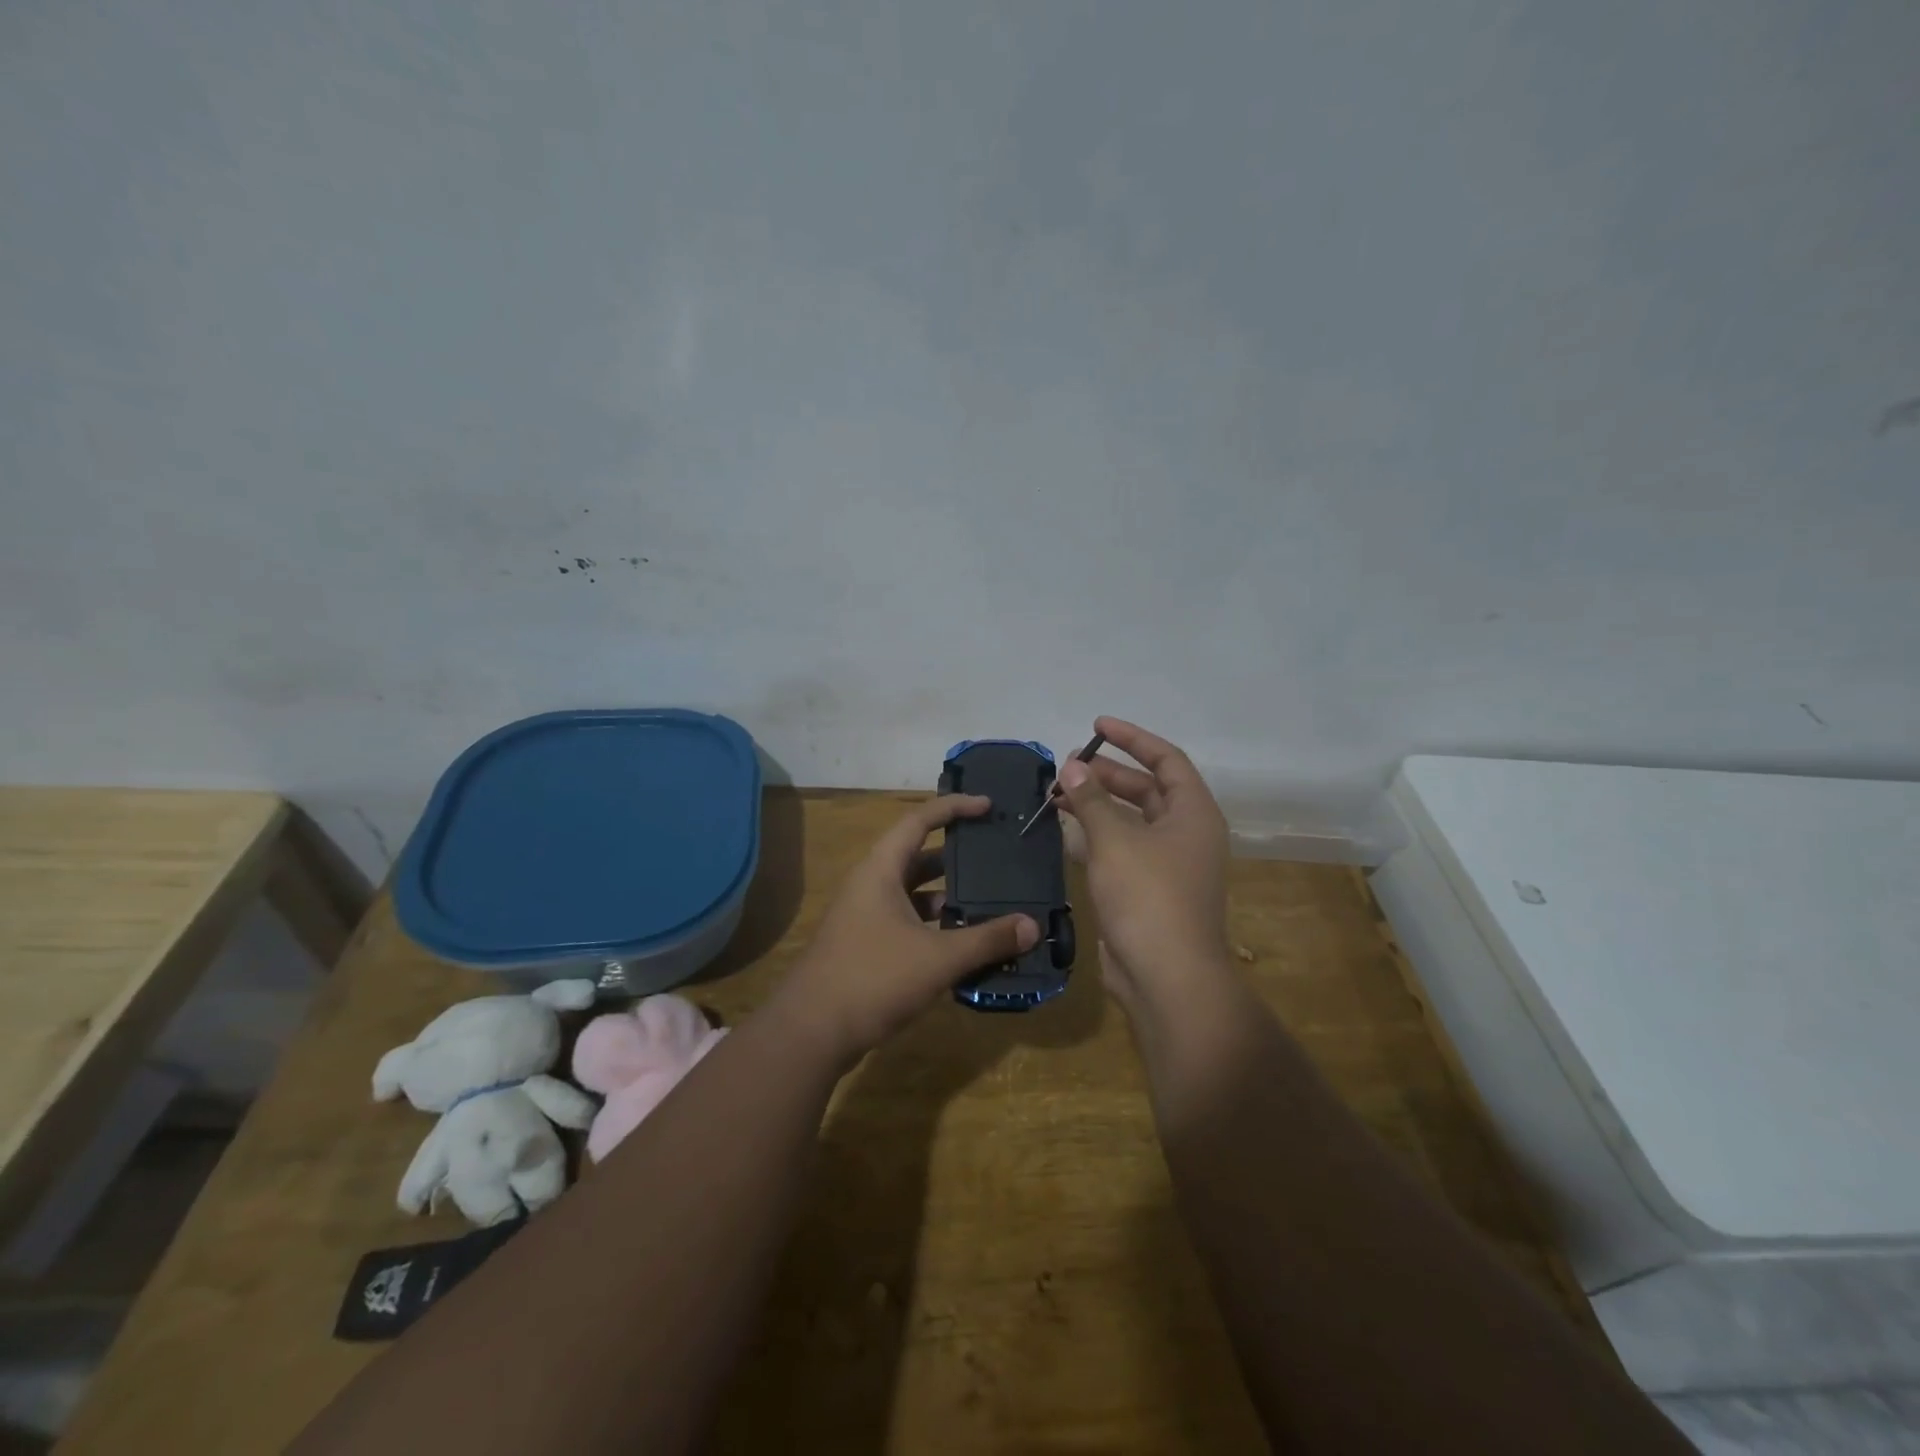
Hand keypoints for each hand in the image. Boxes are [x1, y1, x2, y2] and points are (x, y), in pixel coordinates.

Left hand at [768, 796, 1038, 1063]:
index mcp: (881, 870)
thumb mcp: (938, 958)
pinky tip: (963, 944)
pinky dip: (935, 926)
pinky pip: (908, 922)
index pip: (920, 821)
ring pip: (914, 894)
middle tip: (997, 858)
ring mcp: (866, 916)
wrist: (811, 1032)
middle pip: (919, 857)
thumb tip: (1033, 927)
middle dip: (957, 857)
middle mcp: (871, 885)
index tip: (988, 806)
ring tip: (990, 903)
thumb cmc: (873, 978)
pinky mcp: (866, 945)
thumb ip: (987, 940)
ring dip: (948, 897)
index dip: (954, 808)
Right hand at [1056, 717, 1232, 1015]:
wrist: (1166, 977)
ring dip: (1096, 805)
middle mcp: (1185, 834)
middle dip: (1106, 774)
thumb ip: (1091, 799)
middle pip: (1146, 789)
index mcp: (1193, 814)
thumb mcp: (1115, 840)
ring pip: (1130, 821)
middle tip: (1066, 767)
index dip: (1132, 738)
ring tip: (1057, 794)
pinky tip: (1064, 831)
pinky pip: (1120, 849)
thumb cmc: (1148, 897)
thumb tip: (1070, 766)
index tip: (1096, 725)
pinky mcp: (1146, 890)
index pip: (1166, 760)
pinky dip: (1095, 836)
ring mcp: (1167, 865)